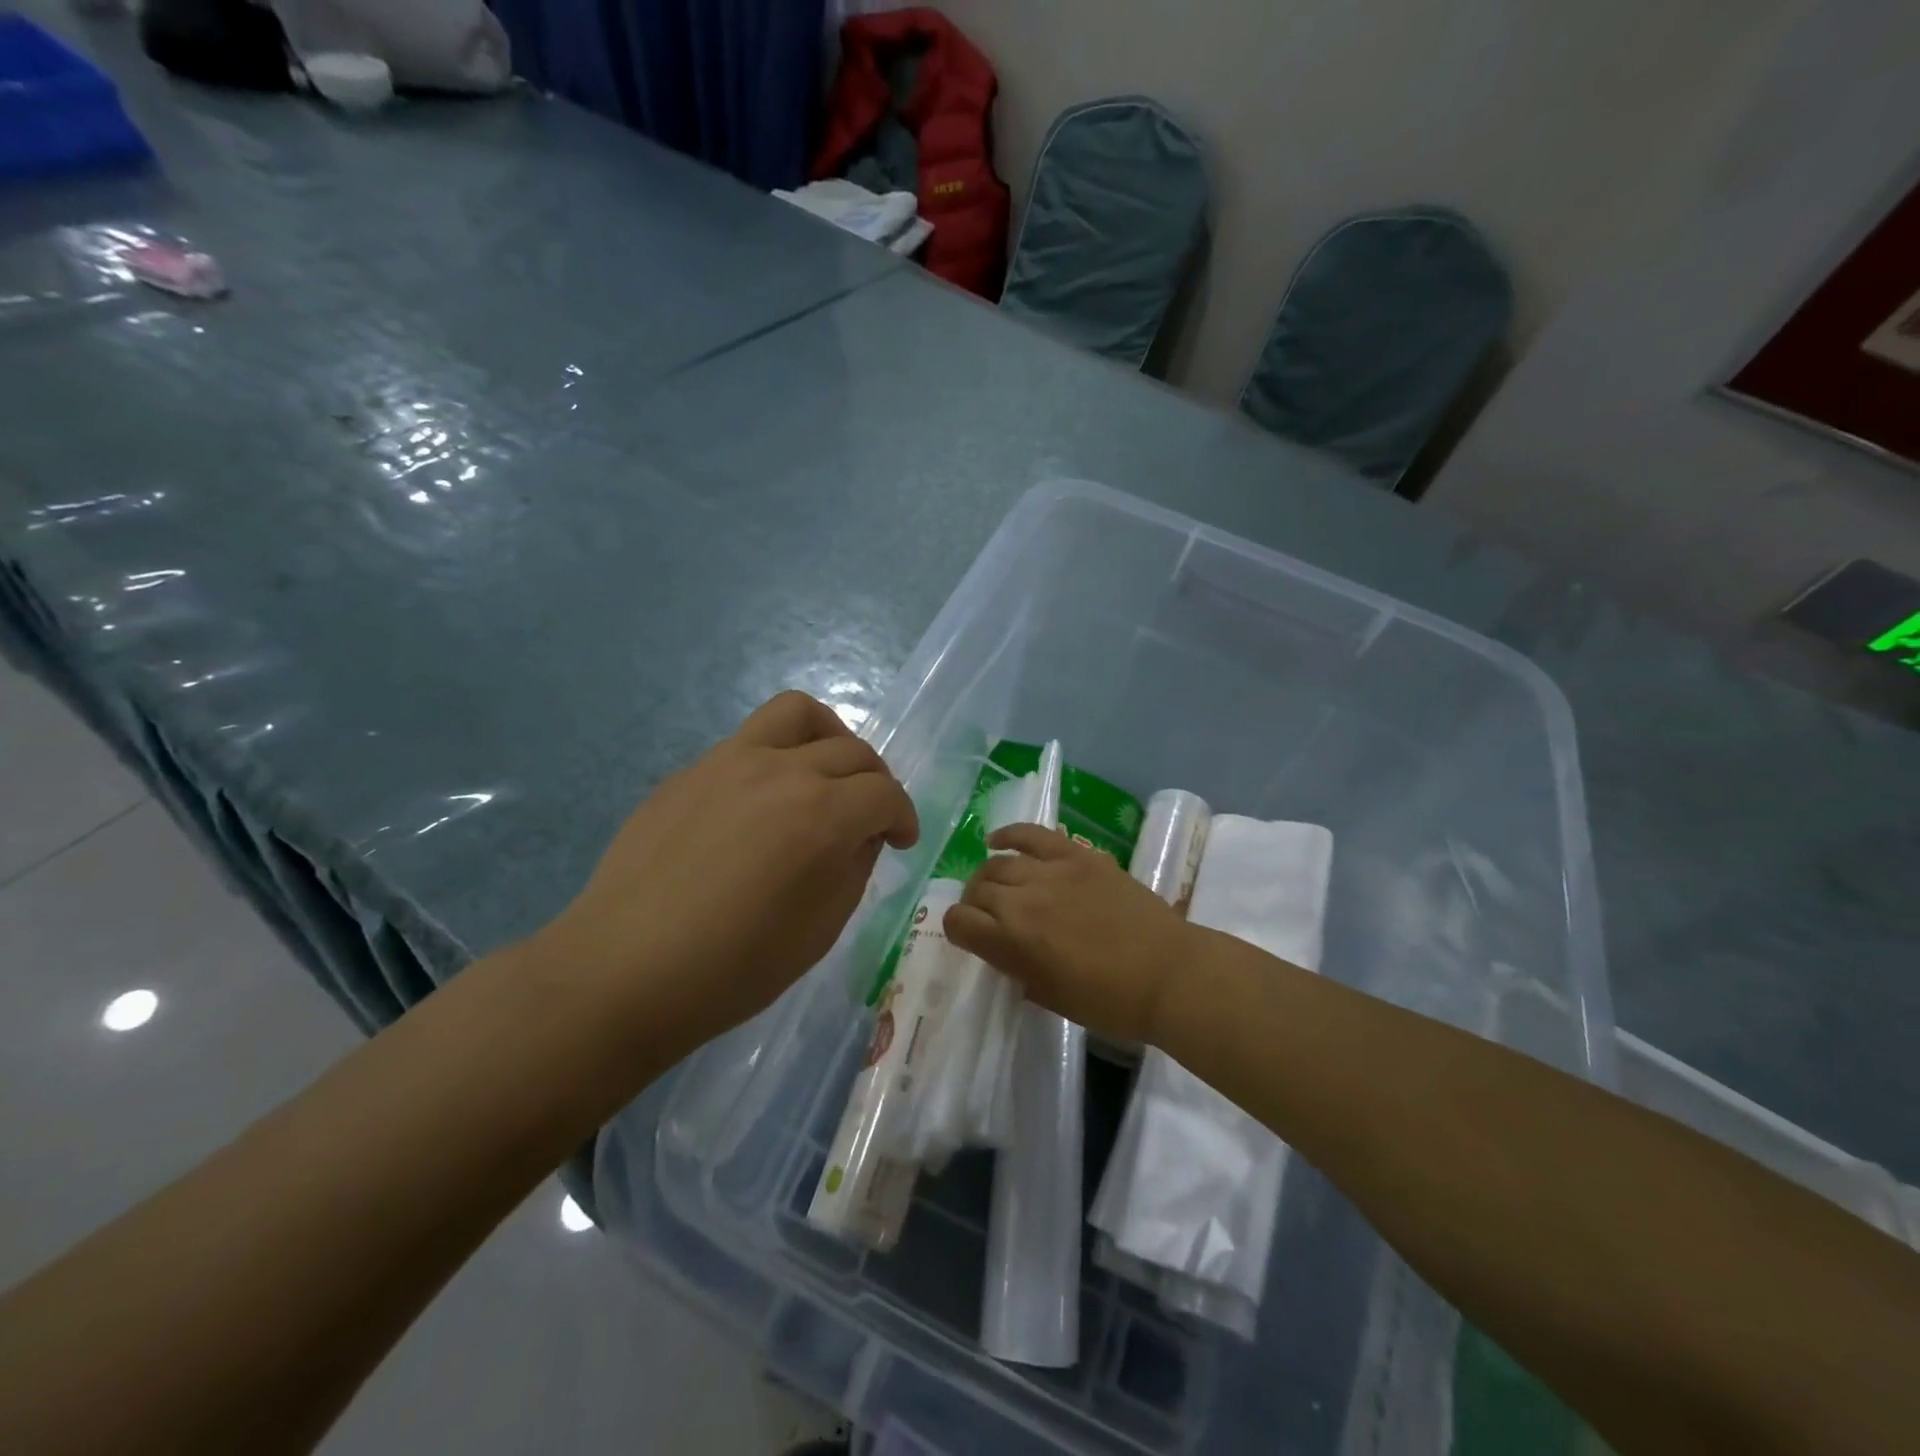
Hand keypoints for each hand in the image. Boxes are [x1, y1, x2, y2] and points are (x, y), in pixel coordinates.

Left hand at [538, 692, 918, 1056]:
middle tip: (869, 817)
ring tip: (826, 772)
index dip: (904, 816)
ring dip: (830, 738)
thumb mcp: (821, 929)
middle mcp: (781, 771)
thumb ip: (854, 867)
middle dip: (876, 782)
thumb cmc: (732, 968)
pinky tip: (761, 804)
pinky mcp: (691, 770)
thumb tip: (860, 834)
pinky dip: (777, 759)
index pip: (884, 794)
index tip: (901, 841)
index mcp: (821, 814)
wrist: (623, 971)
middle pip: (852, 751)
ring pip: (798, 714)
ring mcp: (729, 761)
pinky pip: (749, 742)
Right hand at [944, 824, 1195, 1046]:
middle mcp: (1022, 900)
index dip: (958, 929)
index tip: (970, 937)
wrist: (1169, 973)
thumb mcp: (1051, 997)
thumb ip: (1018, 970)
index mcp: (1012, 943)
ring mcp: (1050, 871)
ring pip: (998, 863)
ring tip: (999, 885)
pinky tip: (997, 841)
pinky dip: (1009, 834)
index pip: (958, 922)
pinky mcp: (1076, 854)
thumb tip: (1004, 952)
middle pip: (977, 889)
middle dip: (975, 904)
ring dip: (990, 875)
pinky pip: (1031, 834)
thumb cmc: (1110, 1001)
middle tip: (991, 916)